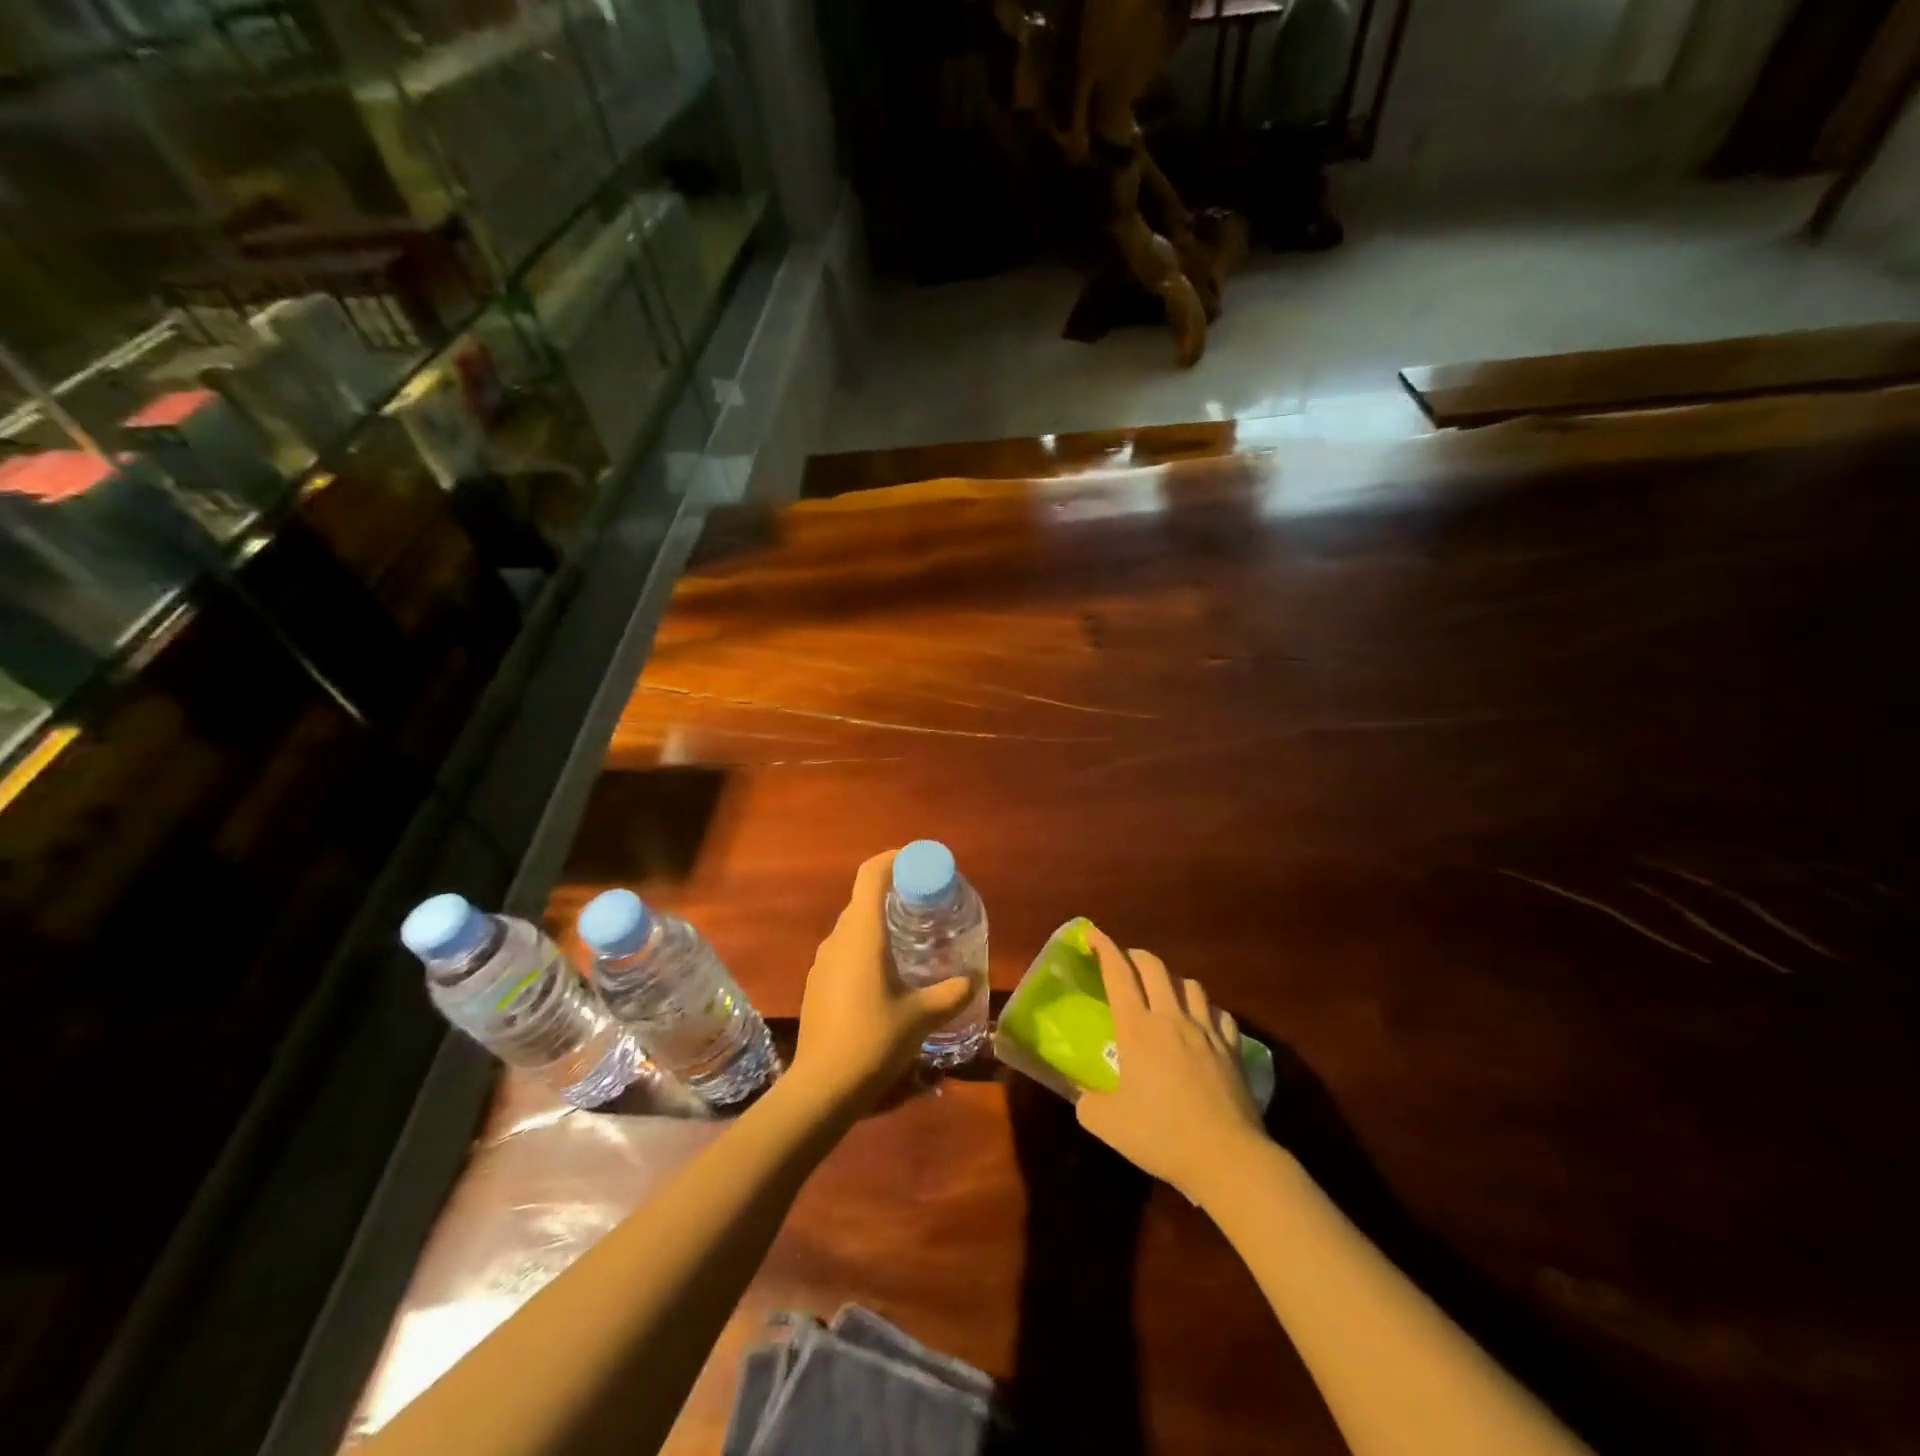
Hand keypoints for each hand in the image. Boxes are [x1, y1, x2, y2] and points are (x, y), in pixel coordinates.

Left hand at [790, 850, 977, 1111]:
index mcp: (862, 934)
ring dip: (880, 924)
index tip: (918, 862)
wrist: (822, 1088)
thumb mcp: (921, 1017)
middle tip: (926, 905)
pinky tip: (887, 977)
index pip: (871, 875)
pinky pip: (845, 951)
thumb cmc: (873, 1040)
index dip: (893, 859)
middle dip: (894, 894)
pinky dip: (867, 949)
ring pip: (854, 928)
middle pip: (864, 899)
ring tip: (912, 941)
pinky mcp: (817, 984)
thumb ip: (951, 993)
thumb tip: (974, 979)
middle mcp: (838, 939)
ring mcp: (822, 962)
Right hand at [1074, 925, 1265, 1201]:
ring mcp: (1206, 1031)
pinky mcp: (1232, 1049)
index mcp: (1137, 1028)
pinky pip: (1220, 1014)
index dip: (1104, 949)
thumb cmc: (1161, 1135)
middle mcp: (1171, 1018)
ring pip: (1190, 985)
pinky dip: (1207, 1010)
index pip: (1118, 974)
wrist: (1226, 1157)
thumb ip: (1088, 1103)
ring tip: (1164, 991)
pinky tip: (1203, 1022)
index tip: (1093, 933)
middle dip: (1136, 956)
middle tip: (1124, 962)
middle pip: (1155, 967)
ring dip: (1173, 980)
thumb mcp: (1107, 1123)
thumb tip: (1084, 1096)